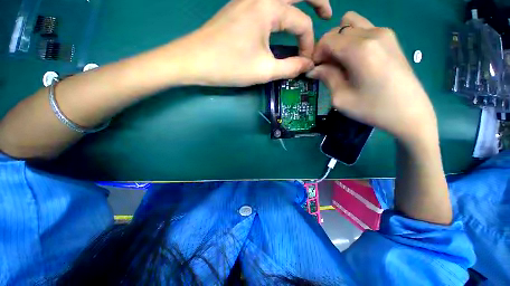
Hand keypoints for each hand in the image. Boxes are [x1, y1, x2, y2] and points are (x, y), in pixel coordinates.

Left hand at [178, 0, 331, 86]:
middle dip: (317, 0)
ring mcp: (246, 0)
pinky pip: (266, 4)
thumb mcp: (264, 71)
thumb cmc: (229, 66)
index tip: (307, 62)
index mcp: (268, 6)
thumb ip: (290, 68)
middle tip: (326, 14)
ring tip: (310, 13)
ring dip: (298, 3)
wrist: (193, 61)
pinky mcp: (239, 8)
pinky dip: (281, 10)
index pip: (300, 23)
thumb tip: (308, 66)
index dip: (308, 44)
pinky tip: (282, 20)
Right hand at [308, 12, 437, 144]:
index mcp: (359, 49)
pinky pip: (363, 29)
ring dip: (340, 41)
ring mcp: (384, 33)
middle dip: (327, 47)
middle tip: (327, 68)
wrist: (409, 113)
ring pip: (351, 24)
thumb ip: (326, 77)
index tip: (315, 69)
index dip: (316, 53)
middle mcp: (372, 33)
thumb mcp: (341, 98)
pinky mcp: (390, 38)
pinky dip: (352, 40)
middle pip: (338, 30)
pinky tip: (355, 59)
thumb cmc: (372, 108)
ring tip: (341, 61)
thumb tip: (313, 69)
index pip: (327, 39)